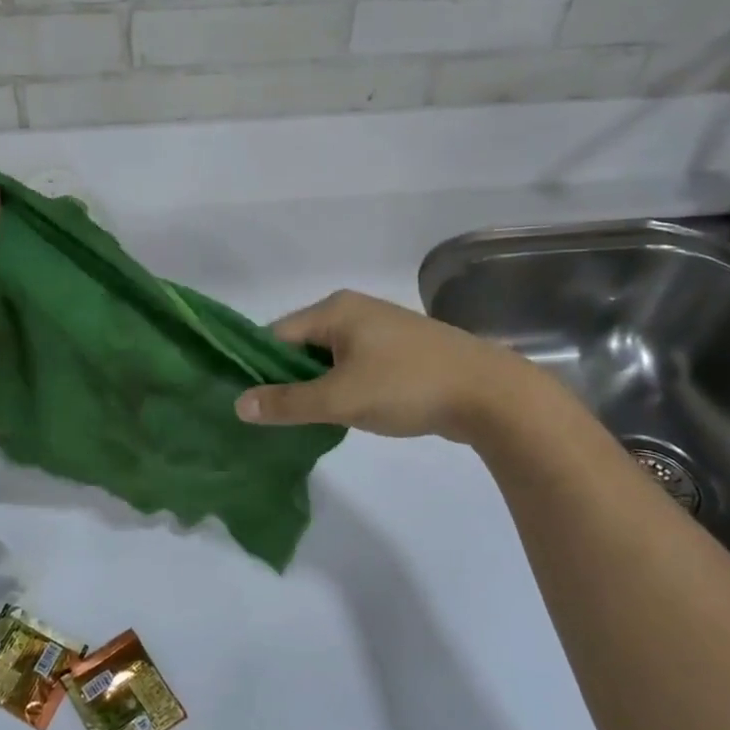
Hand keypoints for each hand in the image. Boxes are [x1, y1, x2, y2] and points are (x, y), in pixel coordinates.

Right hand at [234, 289, 545, 442]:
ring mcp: (379, 329)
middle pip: (300, 345)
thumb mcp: (340, 398)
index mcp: (334, 310)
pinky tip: (339, 413)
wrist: (491, 394)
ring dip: (315, 385)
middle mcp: (353, 310)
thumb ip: (288, 402)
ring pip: (328, 358)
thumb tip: (238, 404)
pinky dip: (341, 386)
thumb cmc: (408, 386)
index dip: (258, 367)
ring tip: (301, 420)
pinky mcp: (399, 351)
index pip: (276, 334)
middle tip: (271, 416)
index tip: (248, 402)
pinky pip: (353, 365)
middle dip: (286, 379)